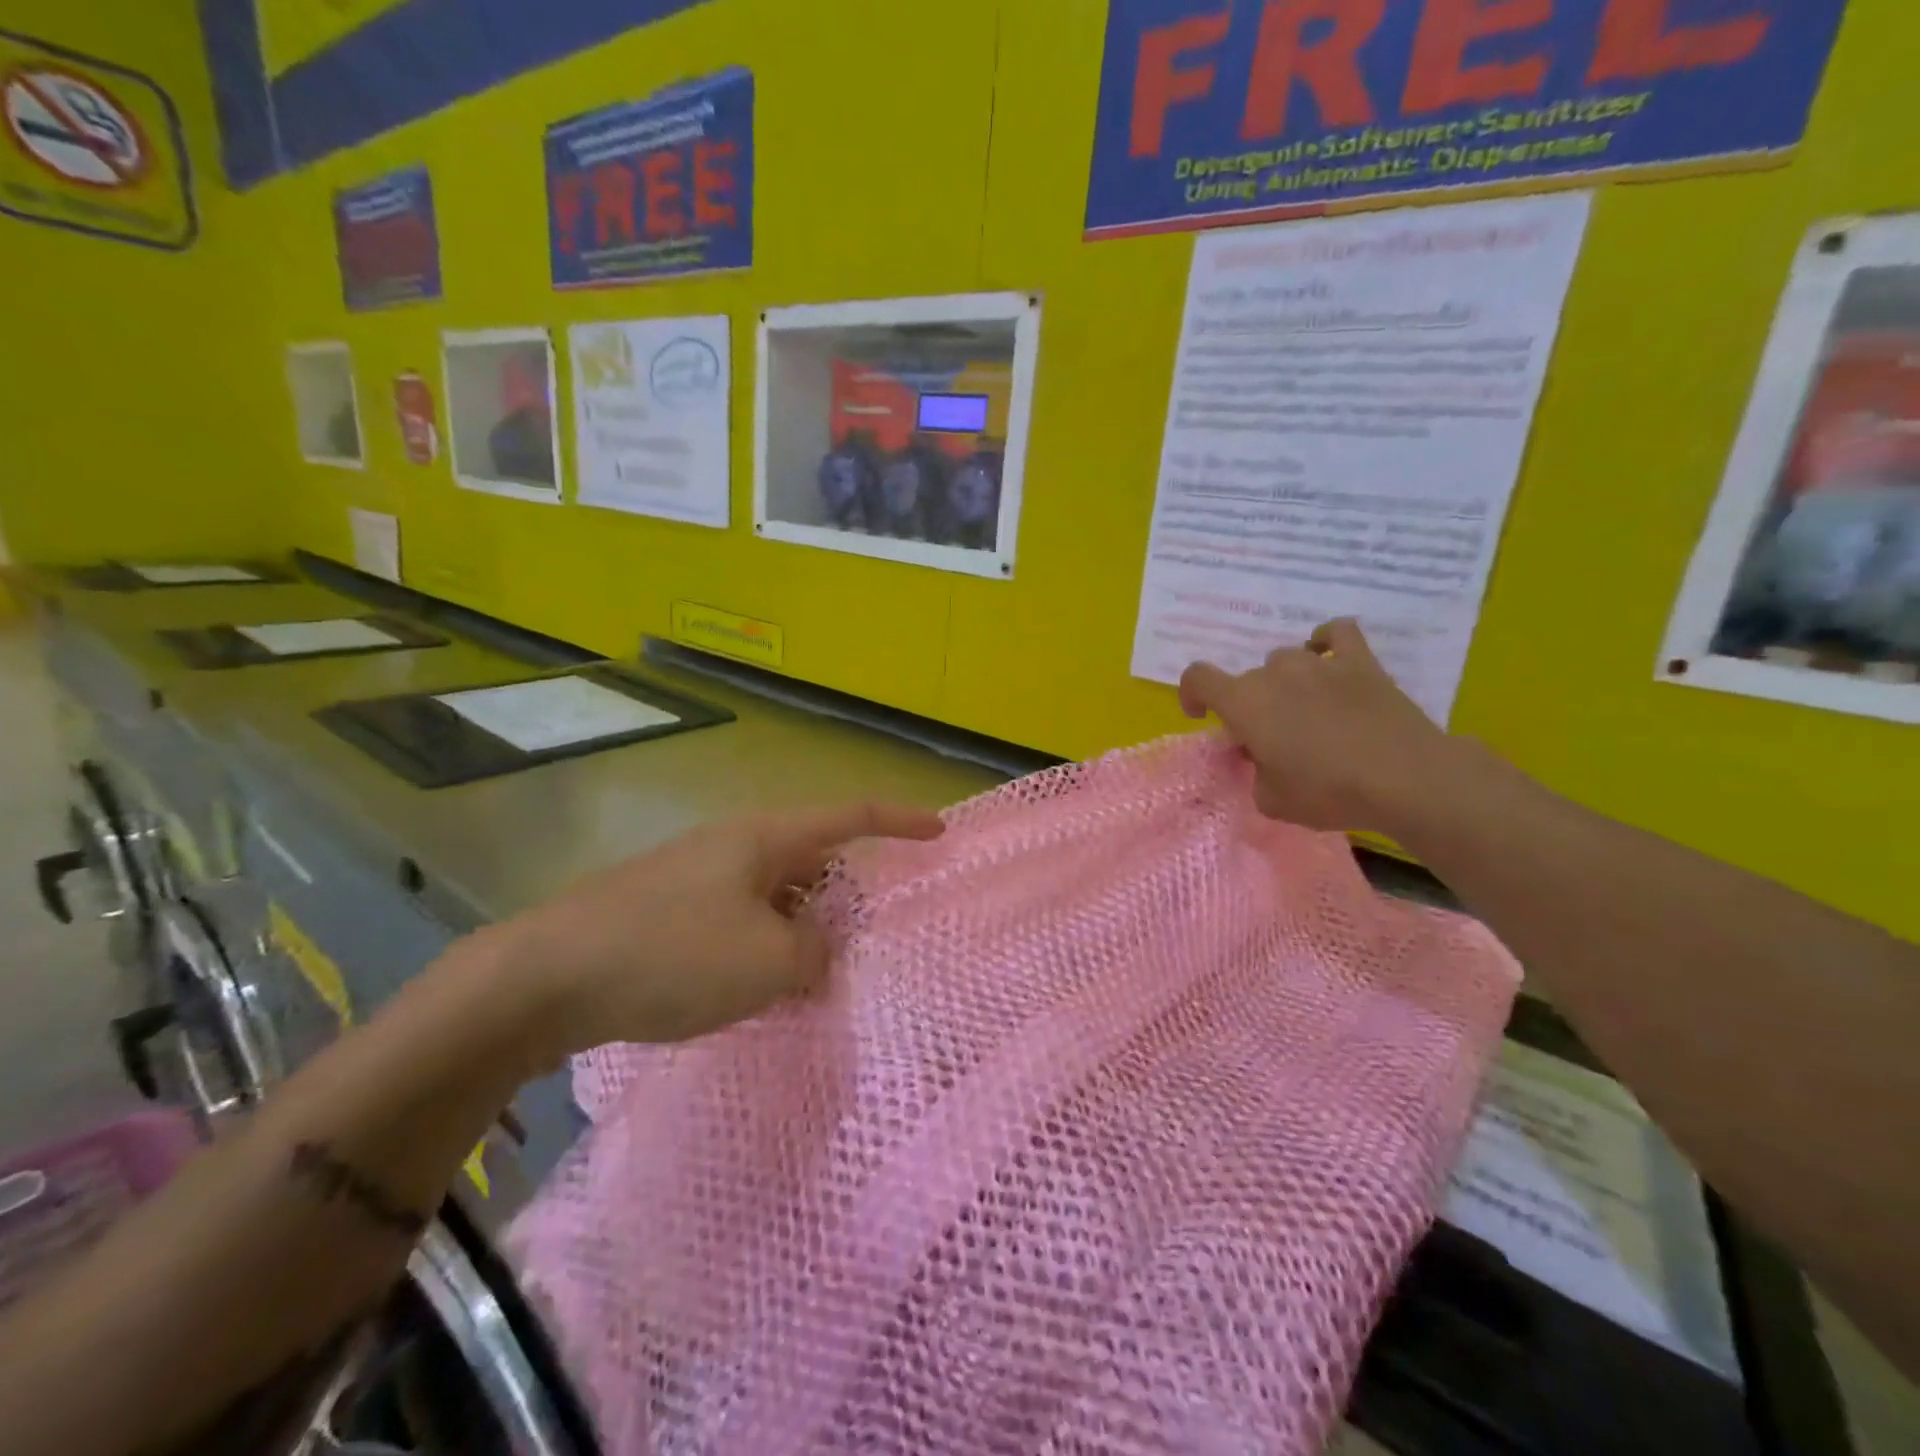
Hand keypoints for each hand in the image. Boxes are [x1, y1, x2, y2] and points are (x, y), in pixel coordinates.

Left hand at [478, 803, 944, 1057]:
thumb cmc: (671, 954)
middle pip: (812, 859)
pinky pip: (738, 920)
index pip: (850, 816)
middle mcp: (733, 846)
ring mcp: (696, 877)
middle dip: (844, 897)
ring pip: (774, 896)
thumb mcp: (766, 962)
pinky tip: (758, 990)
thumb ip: (815, 958)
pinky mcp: (666, 911)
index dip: (899, 821)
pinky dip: (762, 948)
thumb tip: (819, 956)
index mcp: (764, 838)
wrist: (543, 977)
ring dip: (801, 931)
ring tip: (815, 978)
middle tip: (867, 940)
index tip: (939, 831)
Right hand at [1178, 619, 1459, 835]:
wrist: (1405, 778)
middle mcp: (1275, 673)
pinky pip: (1336, 634)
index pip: (1198, 678)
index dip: (1191, 693)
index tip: (1201, 715)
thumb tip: (1263, 754)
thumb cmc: (1328, 792)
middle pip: (1248, 678)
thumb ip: (1255, 771)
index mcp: (1244, 702)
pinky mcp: (1361, 661)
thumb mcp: (1271, 799)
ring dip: (1285, 682)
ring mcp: (1319, 662)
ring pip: (1286, 660)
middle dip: (1250, 705)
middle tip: (1271, 738)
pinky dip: (1326, 642)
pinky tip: (1329, 660)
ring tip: (1305, 710)